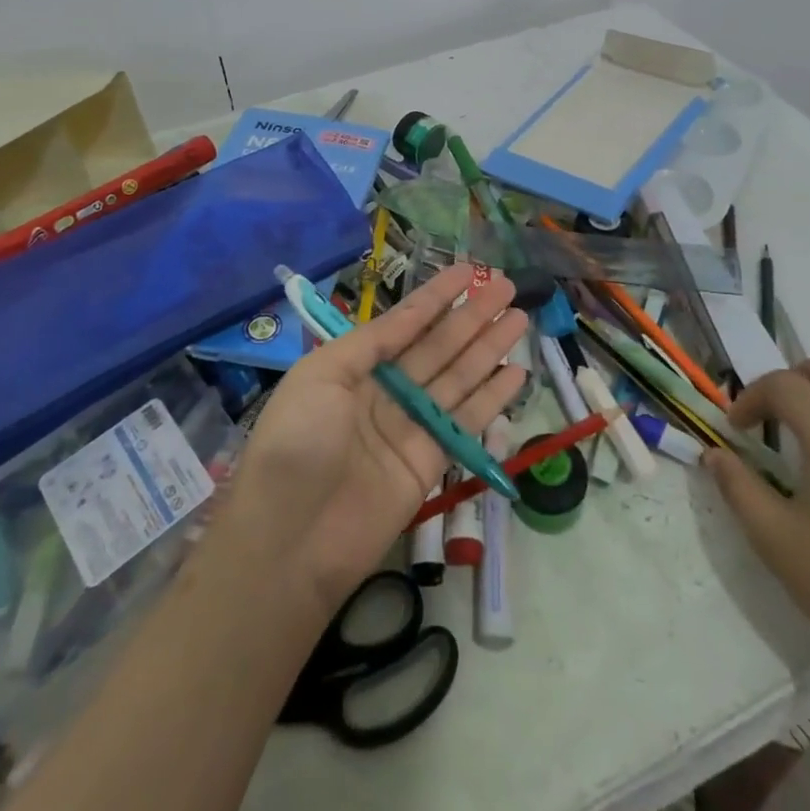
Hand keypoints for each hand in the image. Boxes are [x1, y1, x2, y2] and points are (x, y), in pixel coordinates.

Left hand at [219, 265, 527, 611]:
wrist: (289, 541)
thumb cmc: (297, 443)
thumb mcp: (321, 375)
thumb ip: (369, 343)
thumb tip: (406, 318)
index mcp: (353, 366)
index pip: (404, 323)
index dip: (436, 296)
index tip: (469, 270)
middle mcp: (385, 391)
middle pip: (437, 345)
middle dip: (471, 315)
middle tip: (507, 286)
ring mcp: (409, 426)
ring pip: (458, 377)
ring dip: (488, 347)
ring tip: (520, 318)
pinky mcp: (429, 462)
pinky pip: (466, 421)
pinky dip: (491, 397)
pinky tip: (516, 372)